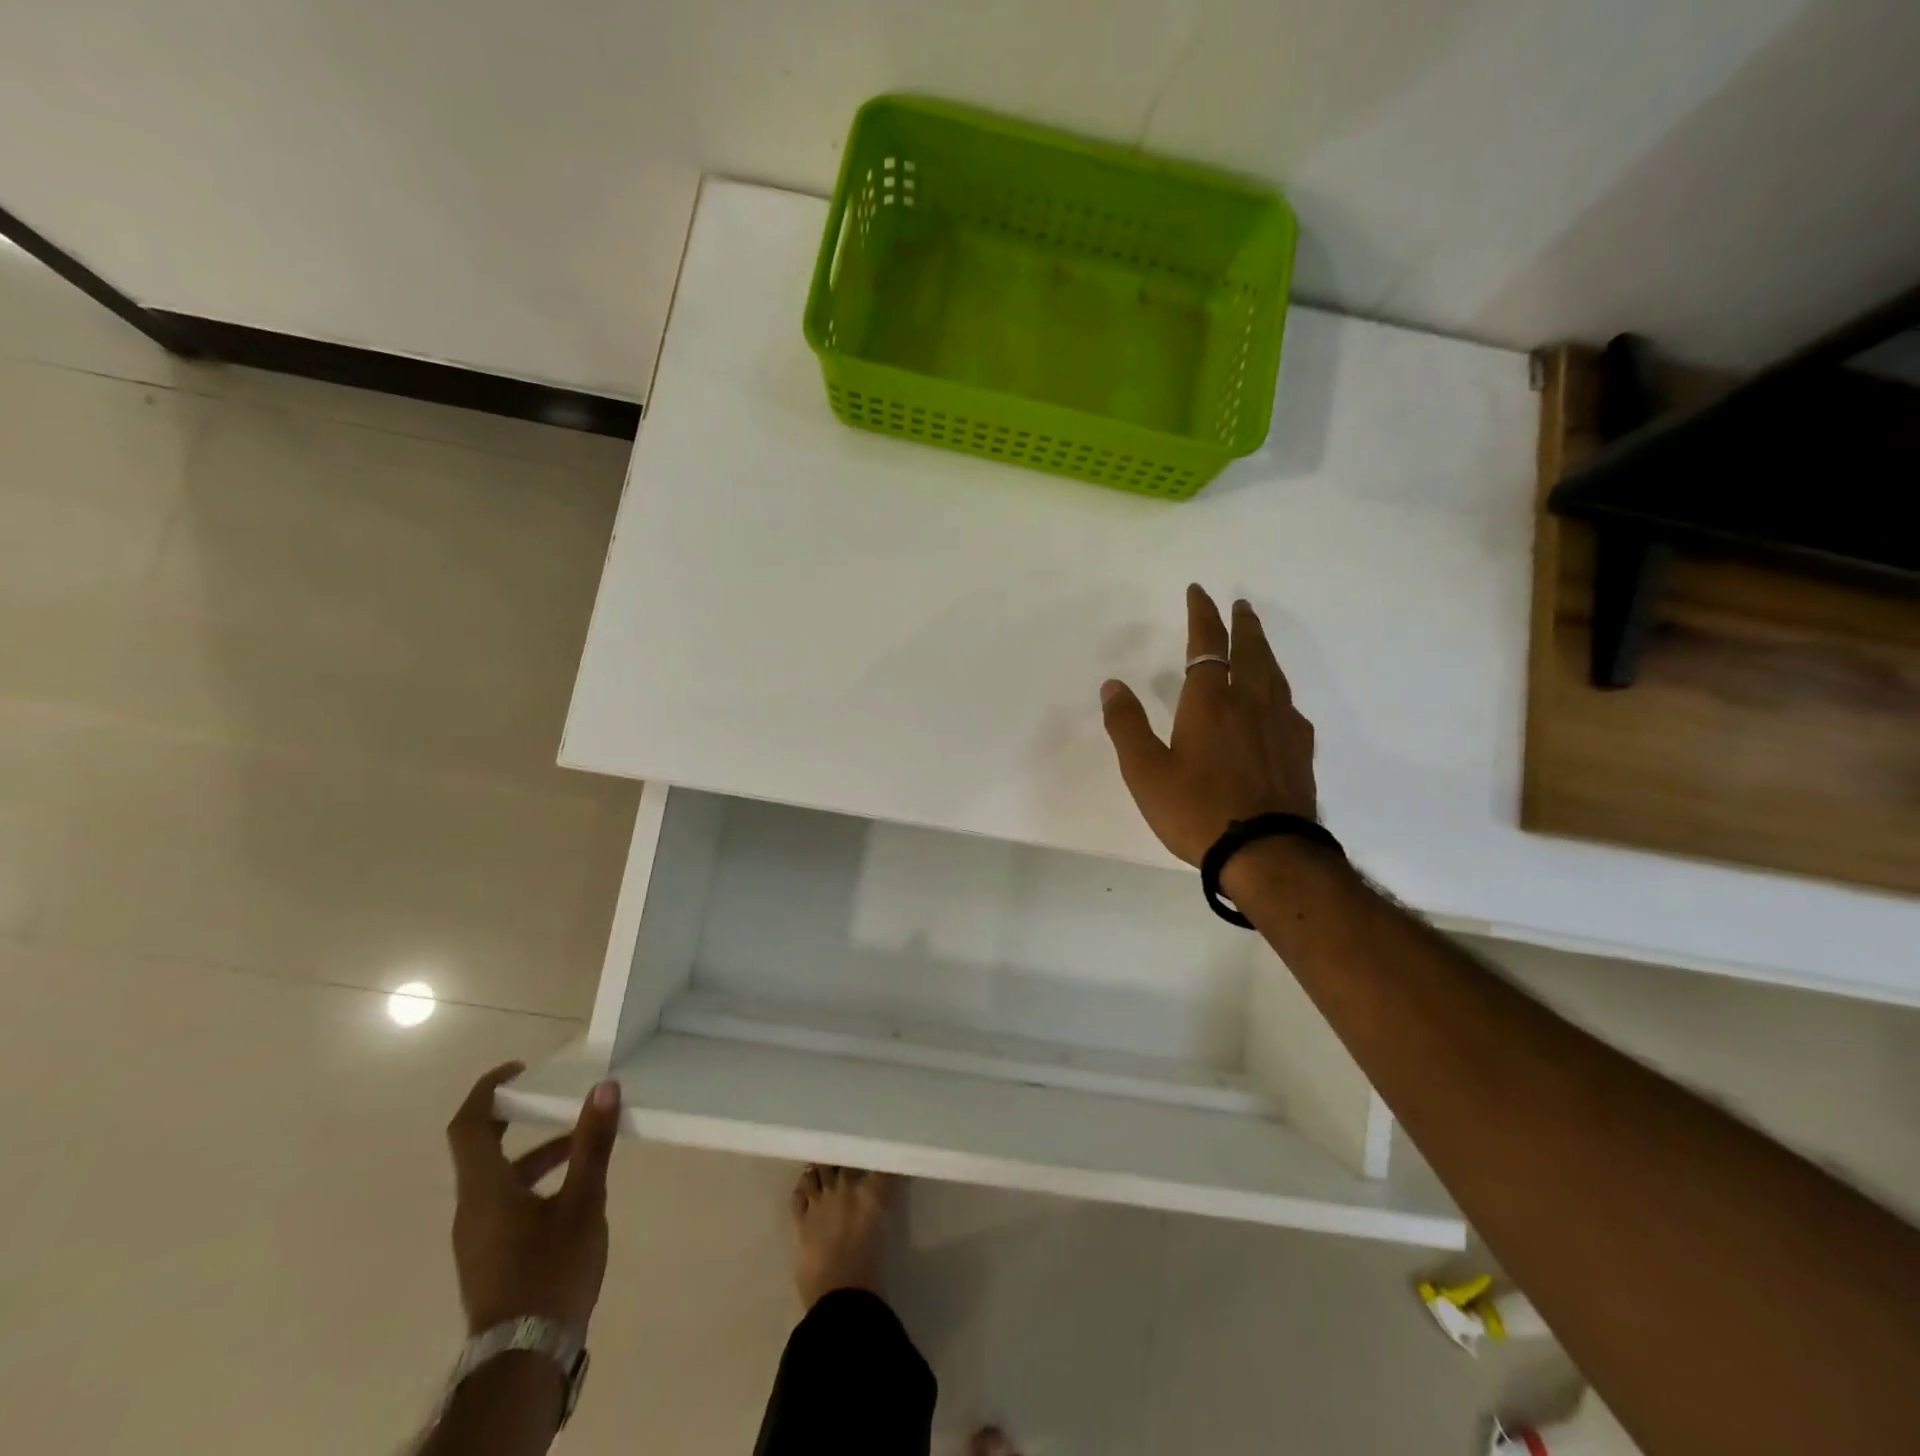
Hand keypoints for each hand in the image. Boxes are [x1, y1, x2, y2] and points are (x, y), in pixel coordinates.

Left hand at [446, 1063, 621, 1336]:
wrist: (524, 1359)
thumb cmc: (550, 1271)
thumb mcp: (582, 1202)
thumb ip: (592, 1144)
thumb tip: (604, 1088)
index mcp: (484, 1190)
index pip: (467, 1126)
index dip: (487, 1091)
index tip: (519, 1069)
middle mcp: (471, 1209)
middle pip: (482, 1150)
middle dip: (517, 1118)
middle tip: (554, 1097)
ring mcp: (477, 1238)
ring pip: (500, 1179)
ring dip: (536, 1153)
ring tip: (581, 1145)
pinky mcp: (489, 1258)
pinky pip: (505, 1203)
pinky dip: (534, 1183)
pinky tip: (573, 1194)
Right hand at [1100, 584, 1317, 865]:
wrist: (1267, 853)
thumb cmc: (1197, 810)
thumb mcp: (1145, 772)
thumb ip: (1127, 726)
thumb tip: (1112, 685)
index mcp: (1211, 701)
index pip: (1207, 645)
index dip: (1202, 614)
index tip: (1199, 591)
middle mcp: (1251, 702)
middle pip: (1251, 651)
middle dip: (1243, 624)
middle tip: (1241, 606)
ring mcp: (1282, 726)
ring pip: (1275, 675)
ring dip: (1264, 651)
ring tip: (1258, 642)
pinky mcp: (1300, 751)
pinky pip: (1289, 707)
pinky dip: (1279, 691)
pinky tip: (1278, 704)